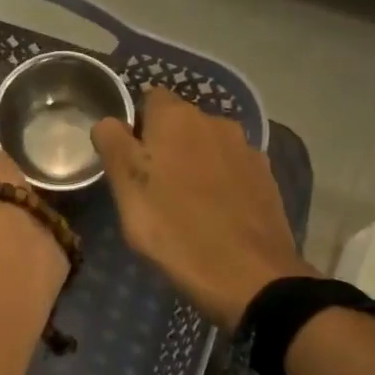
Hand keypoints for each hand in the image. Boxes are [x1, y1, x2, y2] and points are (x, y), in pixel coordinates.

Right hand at [94, 87, 317, 328]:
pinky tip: (213, 215)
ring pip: (208, 148)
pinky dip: (219, 184)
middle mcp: (216, 122)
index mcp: (177, 117)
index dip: (134, 125)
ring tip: (183, 205)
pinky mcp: (266, 180)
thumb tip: (108, 121)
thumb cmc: (174, 228)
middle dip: (164, 146)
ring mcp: (247, 150)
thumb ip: (112, 144)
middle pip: (180, 124)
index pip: (148, 99)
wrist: (248, 276)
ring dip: (193, 165)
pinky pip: (232, 172)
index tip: (126, 160)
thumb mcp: (126, 188)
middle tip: (149, 188)